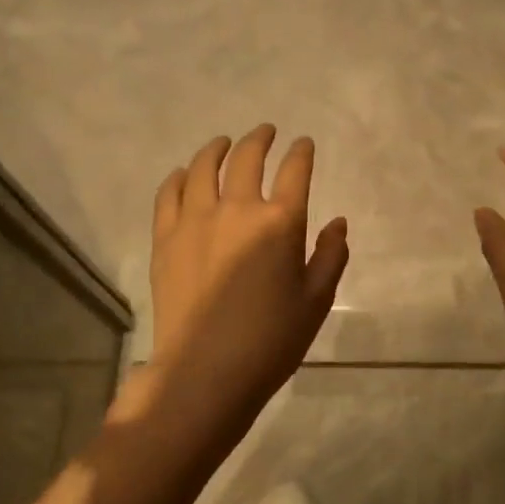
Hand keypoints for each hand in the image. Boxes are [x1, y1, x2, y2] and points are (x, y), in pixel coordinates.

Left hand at [139, 125, 348, 458]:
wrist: (206, 371)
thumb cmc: (271, 339)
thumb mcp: (316, 300)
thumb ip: (331, 255)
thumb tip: (338, 222)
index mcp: (280, 222)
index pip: (295, 171)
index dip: (301, 152)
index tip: (303, 143)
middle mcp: (237, 209)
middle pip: (247, 158)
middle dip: (260, 139)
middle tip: (266, 132)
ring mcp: (195, 221)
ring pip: (203, 168)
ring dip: (217, 149)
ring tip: (224, 143)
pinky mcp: (166, 239)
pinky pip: (168, 195)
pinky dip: (178, 178)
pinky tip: (183, 174)